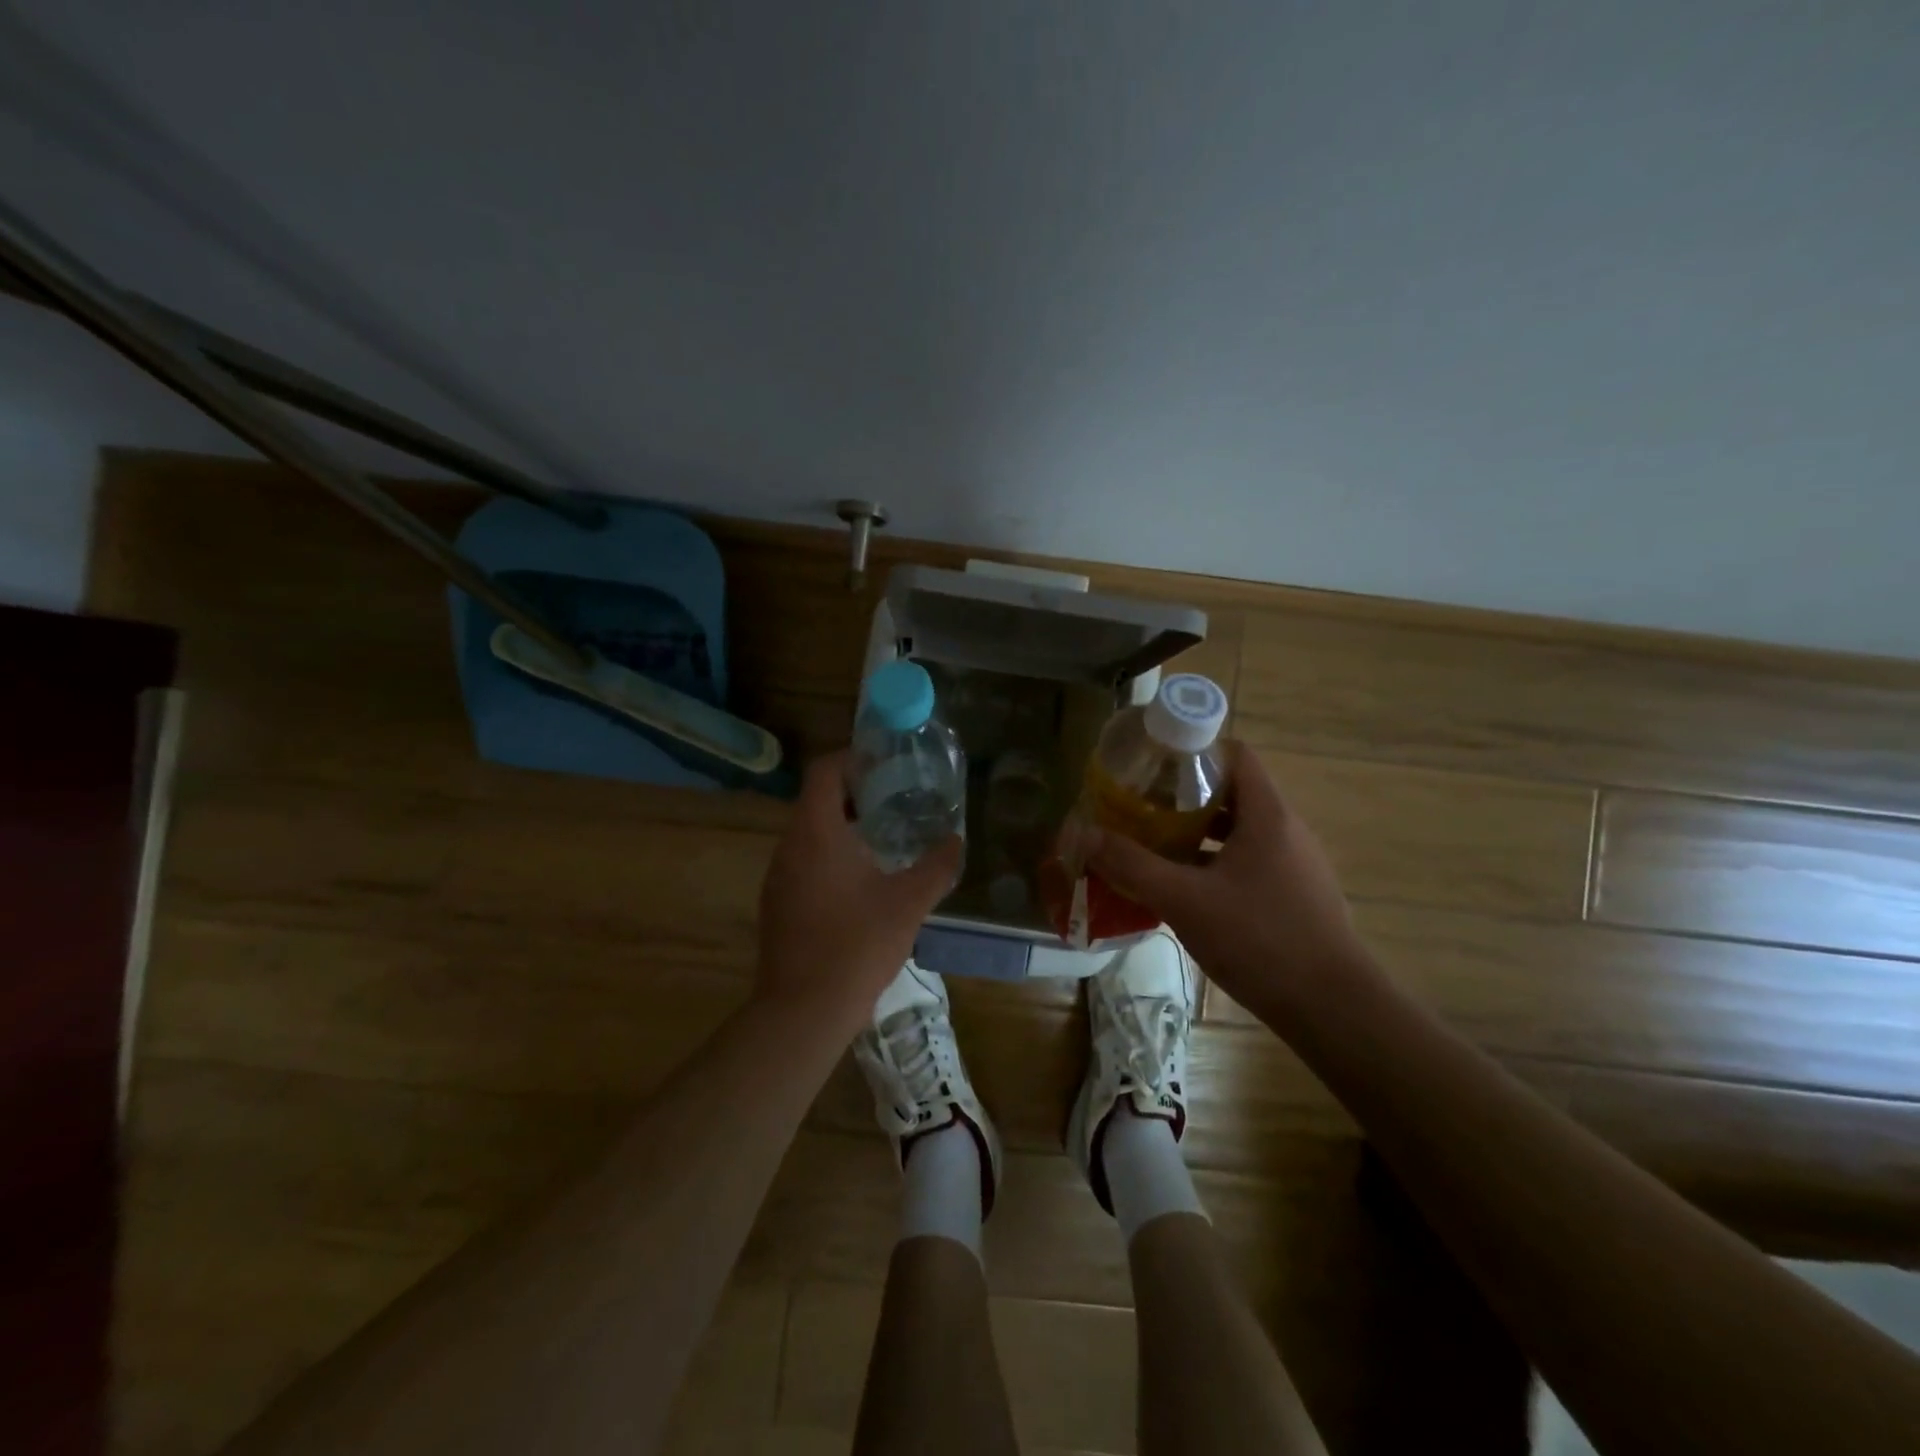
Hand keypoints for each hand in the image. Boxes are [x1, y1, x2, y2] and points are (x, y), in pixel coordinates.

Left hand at [755, 751, 962, 1033]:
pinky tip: (861, 884)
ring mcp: (777, 877)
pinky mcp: (776, 904)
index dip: (852, 758)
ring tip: (883, 839)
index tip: (884, 764)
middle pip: (816, 800)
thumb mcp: (908, 902)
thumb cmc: (857, 945)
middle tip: (894, 800)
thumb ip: (936, 866)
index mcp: (816, 832)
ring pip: (808, 834)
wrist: (803, 1010)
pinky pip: (803, 863)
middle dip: (854, 793)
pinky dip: (829, 857)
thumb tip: (957, 840)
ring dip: (842, 827)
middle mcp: (788, 846)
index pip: (823, 771)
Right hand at [1086, 741, 1377, 1025]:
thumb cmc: (1260, 940)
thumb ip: (1132, 865)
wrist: (1334, 1009)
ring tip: (1154, 846)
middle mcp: (1287, 830)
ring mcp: (1295, 865)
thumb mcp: (1185, 901)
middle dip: (1183, 797)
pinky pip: (1249, 863)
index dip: (1193, 752)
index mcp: (1268, 815)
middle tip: (1140, 808)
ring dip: (1197, 834)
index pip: (1234, 755)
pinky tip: (1186, 891)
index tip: (1151, 766)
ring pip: (1239, 832)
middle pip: (1232, 793)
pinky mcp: (1296, 896)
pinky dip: (1215, 865)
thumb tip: (1083, 834)